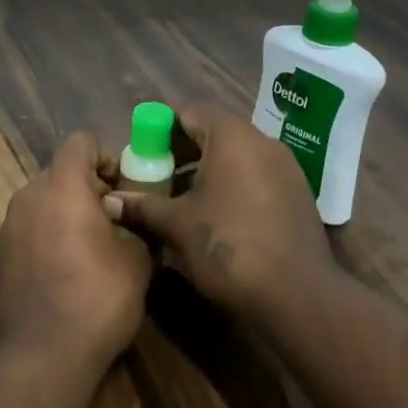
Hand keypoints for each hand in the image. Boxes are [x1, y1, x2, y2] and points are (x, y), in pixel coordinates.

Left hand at [0, 132, 152, 368]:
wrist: (43, 353)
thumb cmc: (98, 297)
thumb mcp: (137, 259)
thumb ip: (134, 226)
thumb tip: (128, 222)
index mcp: (62, 186)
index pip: (81, 142)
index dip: (107, 157)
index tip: (126, 186)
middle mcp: (28, 196)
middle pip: (61, 172)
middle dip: (89, 187)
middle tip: (116, 219)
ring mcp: (8, 226)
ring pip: (43, 202)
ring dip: (68, 213)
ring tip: (94, 247)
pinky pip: (30, 230)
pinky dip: (49, 236)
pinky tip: (68, 270)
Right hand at [111, 103, 333, 321]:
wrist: (297, 296)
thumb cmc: (228, 246)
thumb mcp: (176, 225)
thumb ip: (142, 206)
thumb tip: (109, 201)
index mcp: (232, 137)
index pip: (189, 111)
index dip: (159, 126)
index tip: (139, 148)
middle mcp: (262, 142)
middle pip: (212, 132)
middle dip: (179, 151)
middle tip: (153, 175)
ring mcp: (285, 168)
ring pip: (235, 156)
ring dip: (203, 171)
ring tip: (177, 199)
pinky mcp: (296, 195)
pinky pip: (254, 176)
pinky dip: (229, 186)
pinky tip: (211, 216)